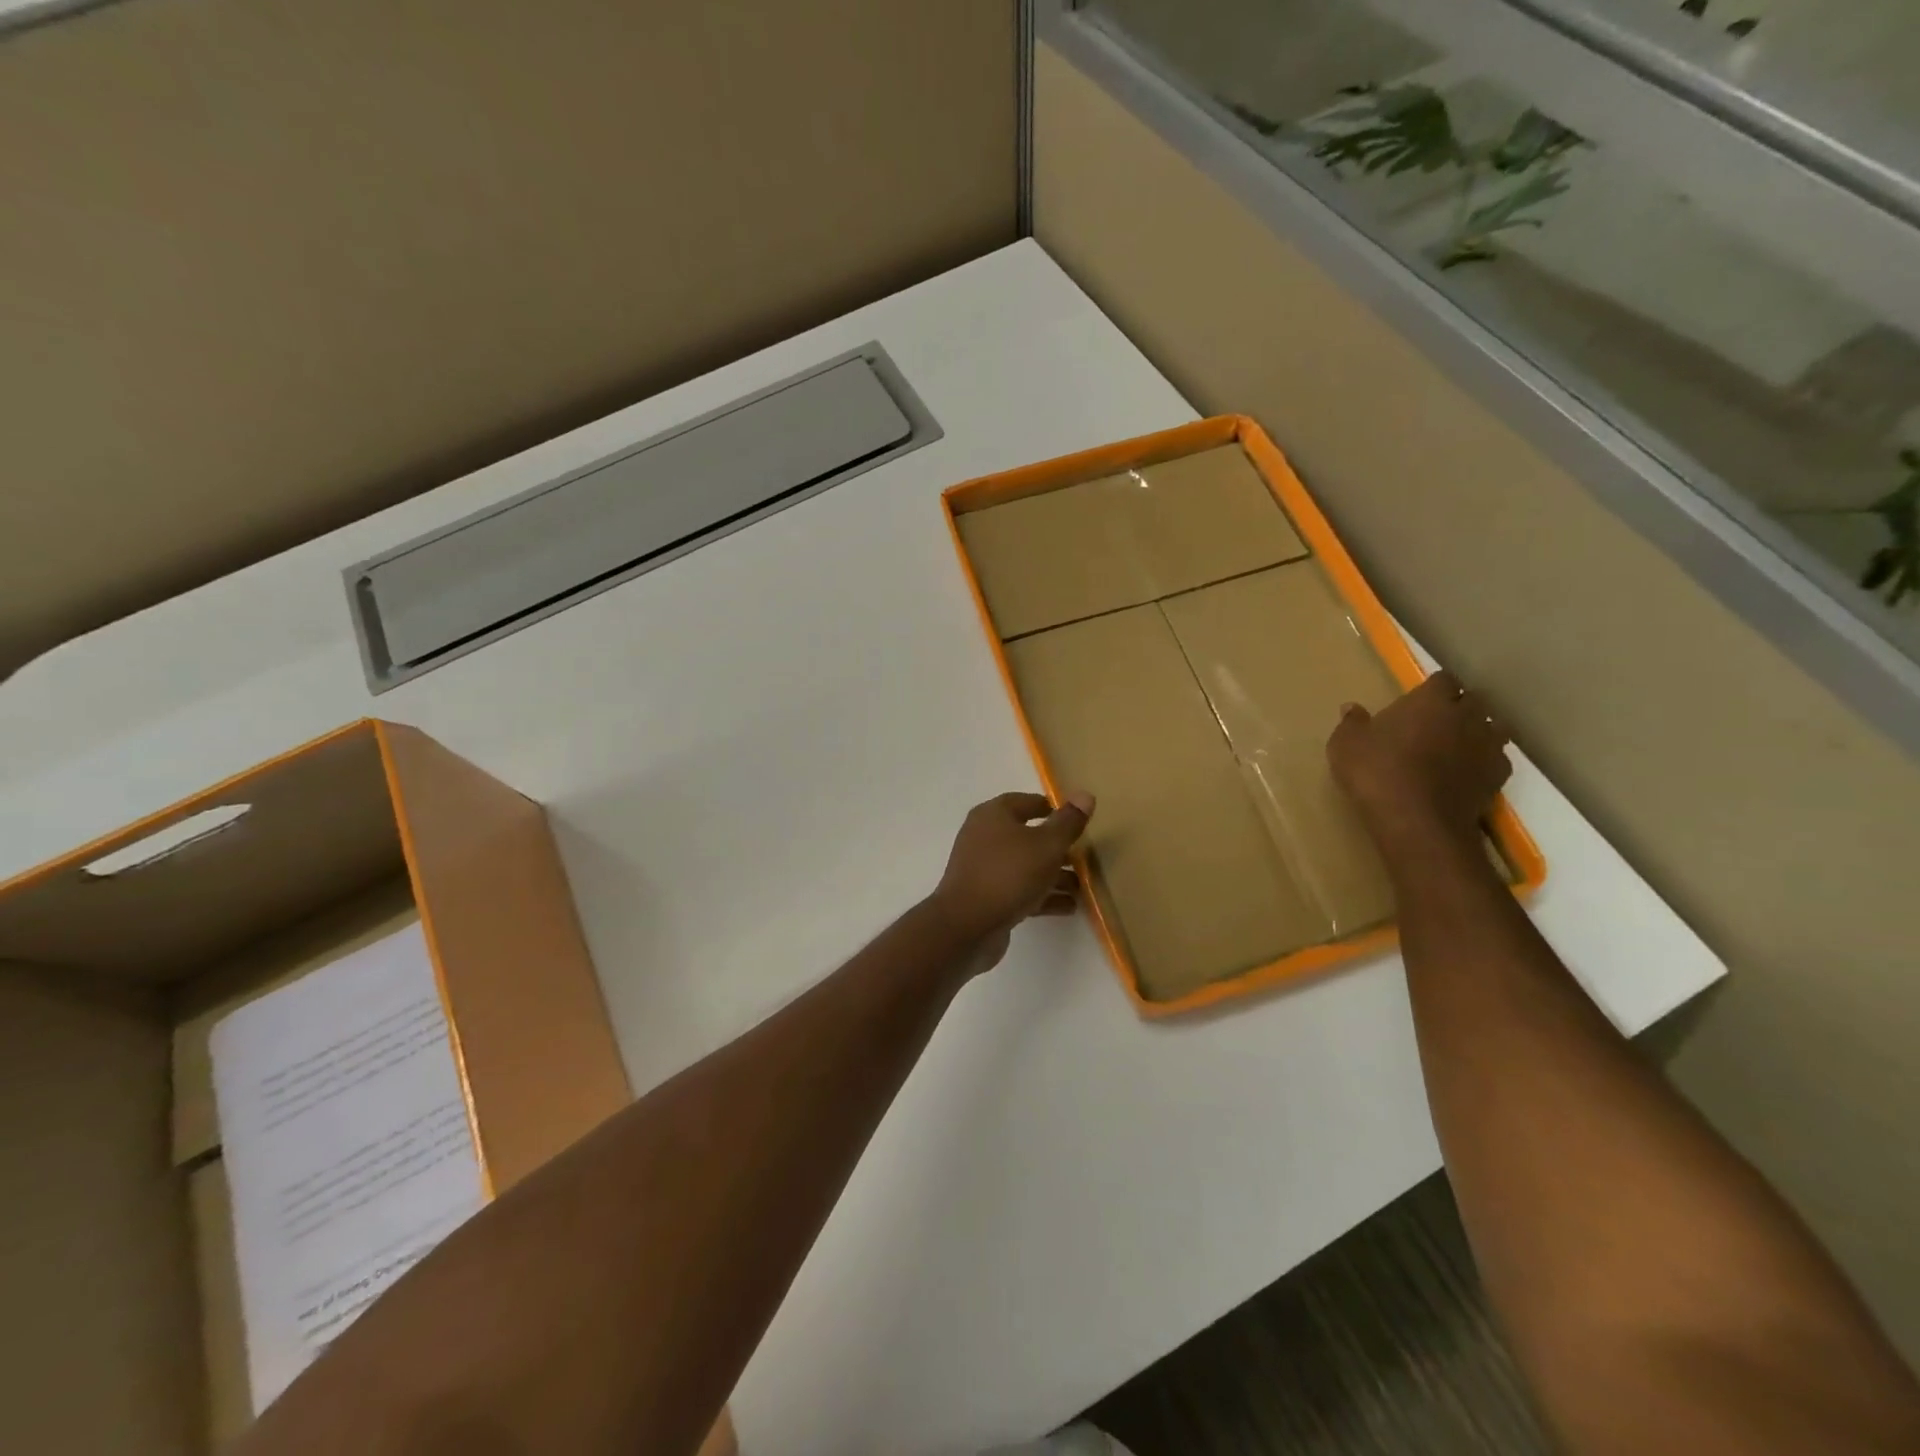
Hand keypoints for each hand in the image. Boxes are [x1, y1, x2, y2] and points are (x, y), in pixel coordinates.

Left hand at [929, 791, 1094, 972]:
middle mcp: (984, 837)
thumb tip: (1085, 794)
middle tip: (1085, 858)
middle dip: (1057, 848)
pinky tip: (1069, 907)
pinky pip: (1020, 890)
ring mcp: (984, 869)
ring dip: (1053, 875)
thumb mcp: (1047, 845)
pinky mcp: (986, 897)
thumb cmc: (1009, 874)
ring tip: (1082, 887)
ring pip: (1025, 866)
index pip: (1026, 802)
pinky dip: (1042, 896)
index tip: (1077, 820)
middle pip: (1027, 836)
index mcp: (993, 815)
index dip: (1052, 809)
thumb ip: (1068, 822)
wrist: (967, 926)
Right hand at [1327, 670, 1511, 856]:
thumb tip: (1351, 708)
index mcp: (1430, 701)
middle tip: (1435, 722)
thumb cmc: (1376, 772)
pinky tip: (1467, 773)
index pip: (1442, 679)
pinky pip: (1497, 758)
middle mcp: (1466, 715)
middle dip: (1458, 707)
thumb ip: (1352, 723)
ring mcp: (1487, 745)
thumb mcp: (1346, 745)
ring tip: (1457, 745)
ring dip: (1478, 731)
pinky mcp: (1498, 775)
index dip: (1432, 688)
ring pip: (1493, 727)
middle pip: (1472, 700)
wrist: (1416, 821)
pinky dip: (1485, 761)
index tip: (1418, 700)